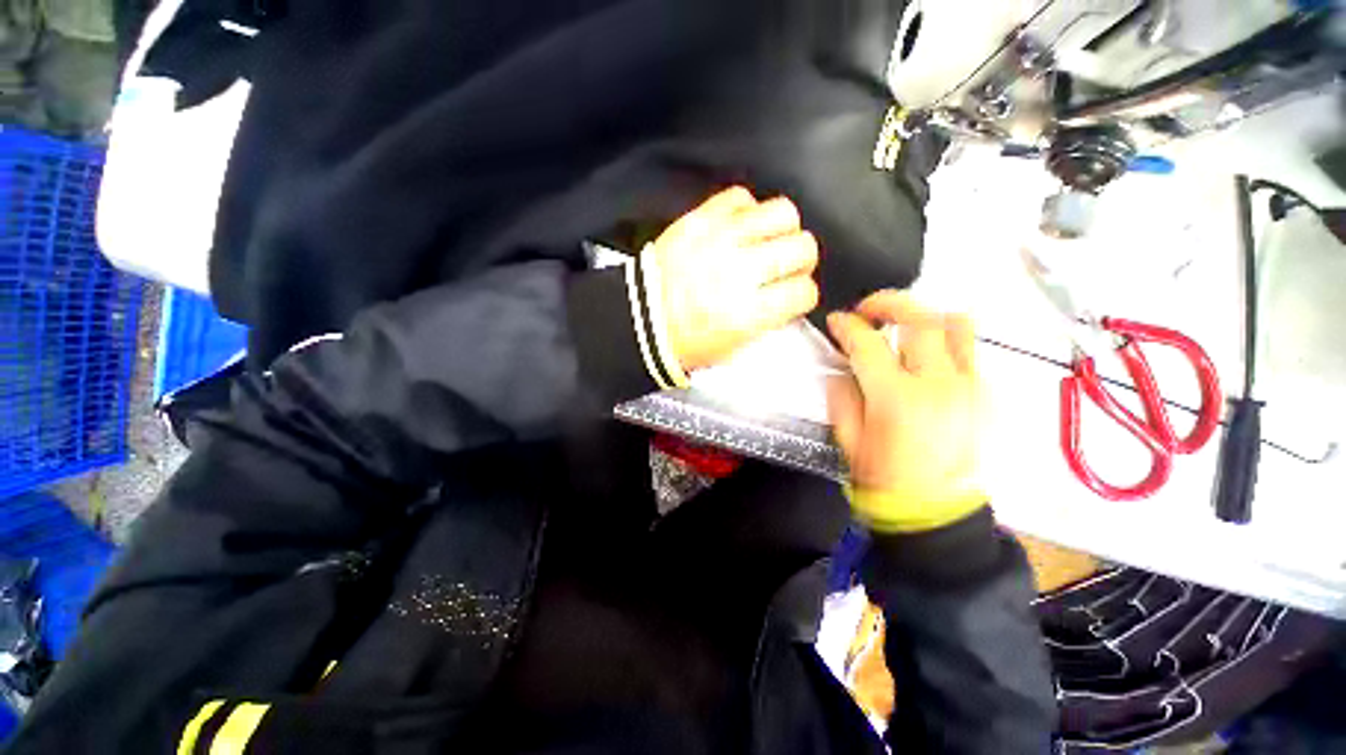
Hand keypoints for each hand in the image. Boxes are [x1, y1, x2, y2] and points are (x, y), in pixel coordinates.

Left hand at [650, 187, 819, 371]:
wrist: (642, 318)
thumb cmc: (686, 340)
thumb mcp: (734, 347)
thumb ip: (768, 320)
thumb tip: (787, 295)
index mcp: (749, 313)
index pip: (804, 290)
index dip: (803, 294)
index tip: (794, 294)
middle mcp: (741, 271)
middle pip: (802, 247)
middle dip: (802, 259)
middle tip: (787, 265)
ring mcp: (720, 240)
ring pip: (781, 212)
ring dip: (782, 229)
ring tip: (769, 241)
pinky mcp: (700, 219)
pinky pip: (741, 197)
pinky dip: (747, 210)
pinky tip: (740, 227)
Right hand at [826, 291, 984, 530]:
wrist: (936, 512)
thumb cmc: (884, 479)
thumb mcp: (848, 439)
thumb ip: (842, 396)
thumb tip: (844, 367)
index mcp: (896, 399)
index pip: (868, 344)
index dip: (846, 326)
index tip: (836, 321)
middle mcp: (938, 384)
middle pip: (919, 319)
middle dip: (887, 303)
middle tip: (868, 308)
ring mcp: (970, 386)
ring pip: (957, 324)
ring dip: (925, 315)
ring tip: (905, 324)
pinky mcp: (987, 394)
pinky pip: (971, 350)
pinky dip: (946, 341)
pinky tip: (927, 356)